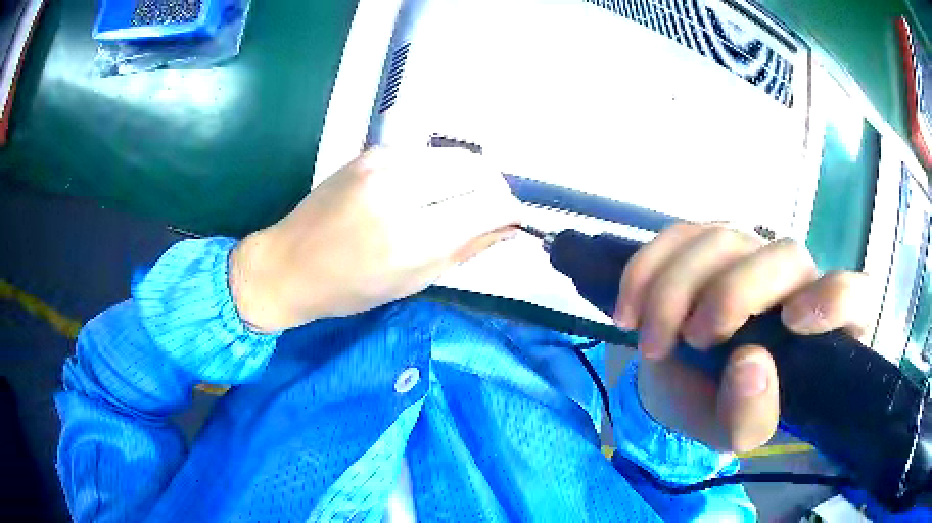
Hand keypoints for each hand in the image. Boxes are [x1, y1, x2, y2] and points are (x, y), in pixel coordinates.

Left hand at [229, 147, 520, 331]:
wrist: (289, 263)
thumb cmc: (349, 289)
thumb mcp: (414, 282)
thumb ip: (467, 249)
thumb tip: (508, 227)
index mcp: (412, 238)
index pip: (488, 204)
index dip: (510, 210)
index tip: (512, 220)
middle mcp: (400, 190)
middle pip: (477, 167)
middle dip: (494, 188)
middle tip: (490, 209)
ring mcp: (383, 163)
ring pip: (454, 155)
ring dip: (469, 176)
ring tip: (459, 200)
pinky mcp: (371, 152)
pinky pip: (426, 154)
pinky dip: (440, 171)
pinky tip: (427, 191)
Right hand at [614, 223, 877, 451]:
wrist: (678, 387)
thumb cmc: (719, 411)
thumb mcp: (735, 434)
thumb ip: (751, 417)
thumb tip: (751, 363)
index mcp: (821, 332)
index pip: (857, 295)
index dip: (833, 298)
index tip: (791, 322)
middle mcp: (796, 281)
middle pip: (785, 255)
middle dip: (732, 295)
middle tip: (693, 340)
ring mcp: (751, 253)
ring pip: (722, 238)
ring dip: (676, 291)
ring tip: (652, 342)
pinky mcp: (707, 241)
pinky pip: (677, 233)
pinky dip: (646, 271)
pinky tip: (629, 311)